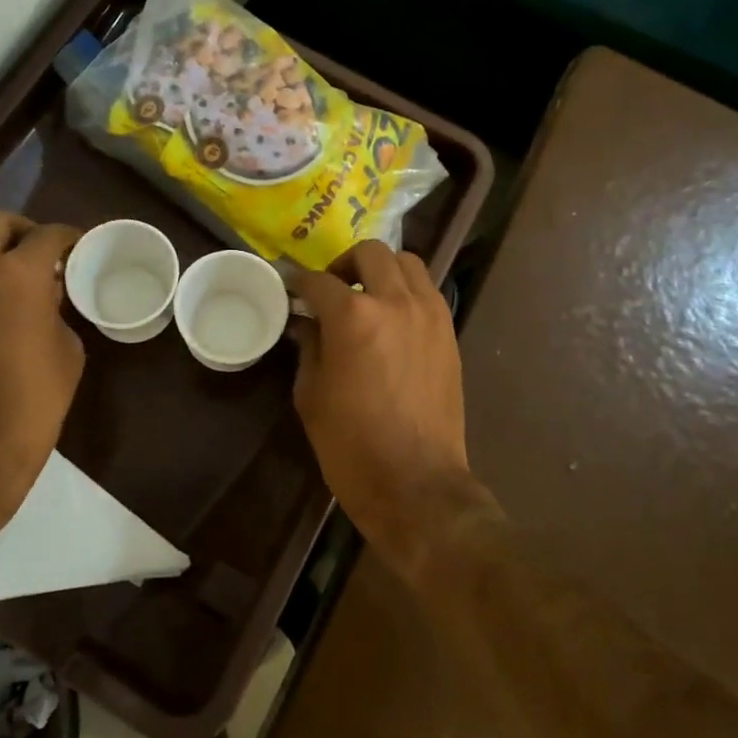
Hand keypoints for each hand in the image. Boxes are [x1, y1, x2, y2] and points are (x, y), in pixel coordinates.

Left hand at [0, 212, 84, 540]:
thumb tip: (46, 298)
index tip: (83, 246)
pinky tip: (2, 296)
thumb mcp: (68, 351)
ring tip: (23, 271)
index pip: (46, 235)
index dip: (70, 237)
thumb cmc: (33, 401)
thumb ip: (58, 310)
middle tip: (48, 252)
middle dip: (24, 229)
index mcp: (16, 274)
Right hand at [292, 241, 501, 582]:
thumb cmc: (351, 446)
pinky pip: (427, 291)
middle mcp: (396, 302)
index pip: (318, 281)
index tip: (289, 286)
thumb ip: (309, 347)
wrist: (416, 484)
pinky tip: (392, 318)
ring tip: (367, 297)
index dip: (298, 281)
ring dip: (382, 270)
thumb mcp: (312, 395)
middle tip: (331, 289)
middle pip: (370, 253)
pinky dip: (406, 290)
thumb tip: (307, 322)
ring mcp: (429, 314)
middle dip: (344, 264)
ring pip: (407, 263)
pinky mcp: (448, 333)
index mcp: (354, 317)